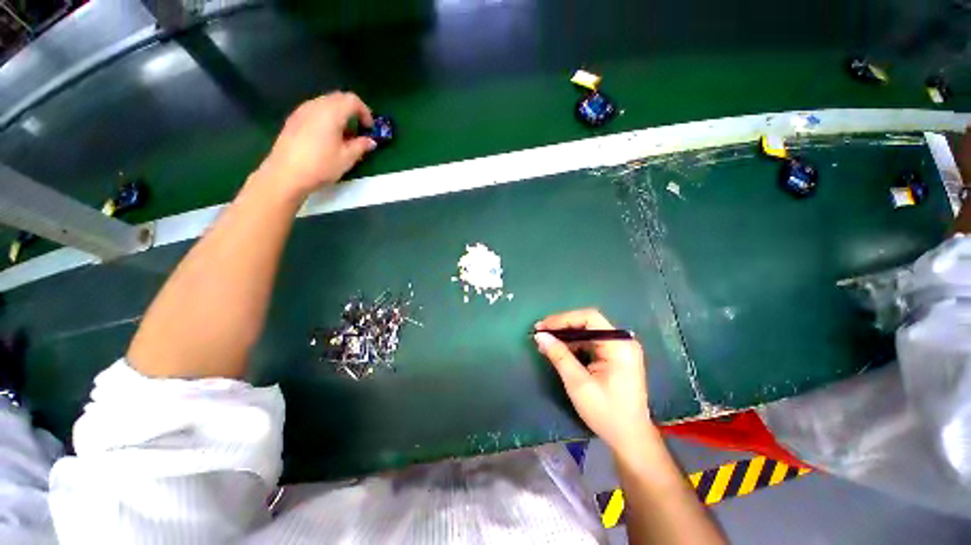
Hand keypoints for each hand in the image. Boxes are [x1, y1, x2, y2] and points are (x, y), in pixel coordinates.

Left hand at [259, 92, 376, 198]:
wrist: (286, 174)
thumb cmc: (321, 166)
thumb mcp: (347, 158)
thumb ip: (361, 146)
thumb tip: (371, 141)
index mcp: (331, 112)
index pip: (352, 100)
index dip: (365, 112)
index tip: (370, 129)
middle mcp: (315, 106)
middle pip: (338, 98)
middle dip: (352, 111)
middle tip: (360, 130)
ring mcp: (302, 111)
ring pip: (325, 103)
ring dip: (339, 115)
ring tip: (344, 136)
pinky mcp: (293, 120)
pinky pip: (314, 111)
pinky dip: (326, 118)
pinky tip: (327, 138)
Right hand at [534, 309, 652, 450]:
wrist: (630, 438)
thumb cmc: (606, 412)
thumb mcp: (578, 384)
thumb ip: (559, 356)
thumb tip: (540, 336)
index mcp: (619, 345)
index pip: (589, 318)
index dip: (563, 319)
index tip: (543, 327)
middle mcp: (622, 341)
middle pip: (588, 323)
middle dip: (562, 327)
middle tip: (541, 333)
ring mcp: (620, 349)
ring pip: (588, 332)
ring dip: (566, 336)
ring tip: (546, 343)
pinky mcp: (616, 356)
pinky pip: (591, 343)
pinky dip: (575, 345)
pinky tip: (560, 351)